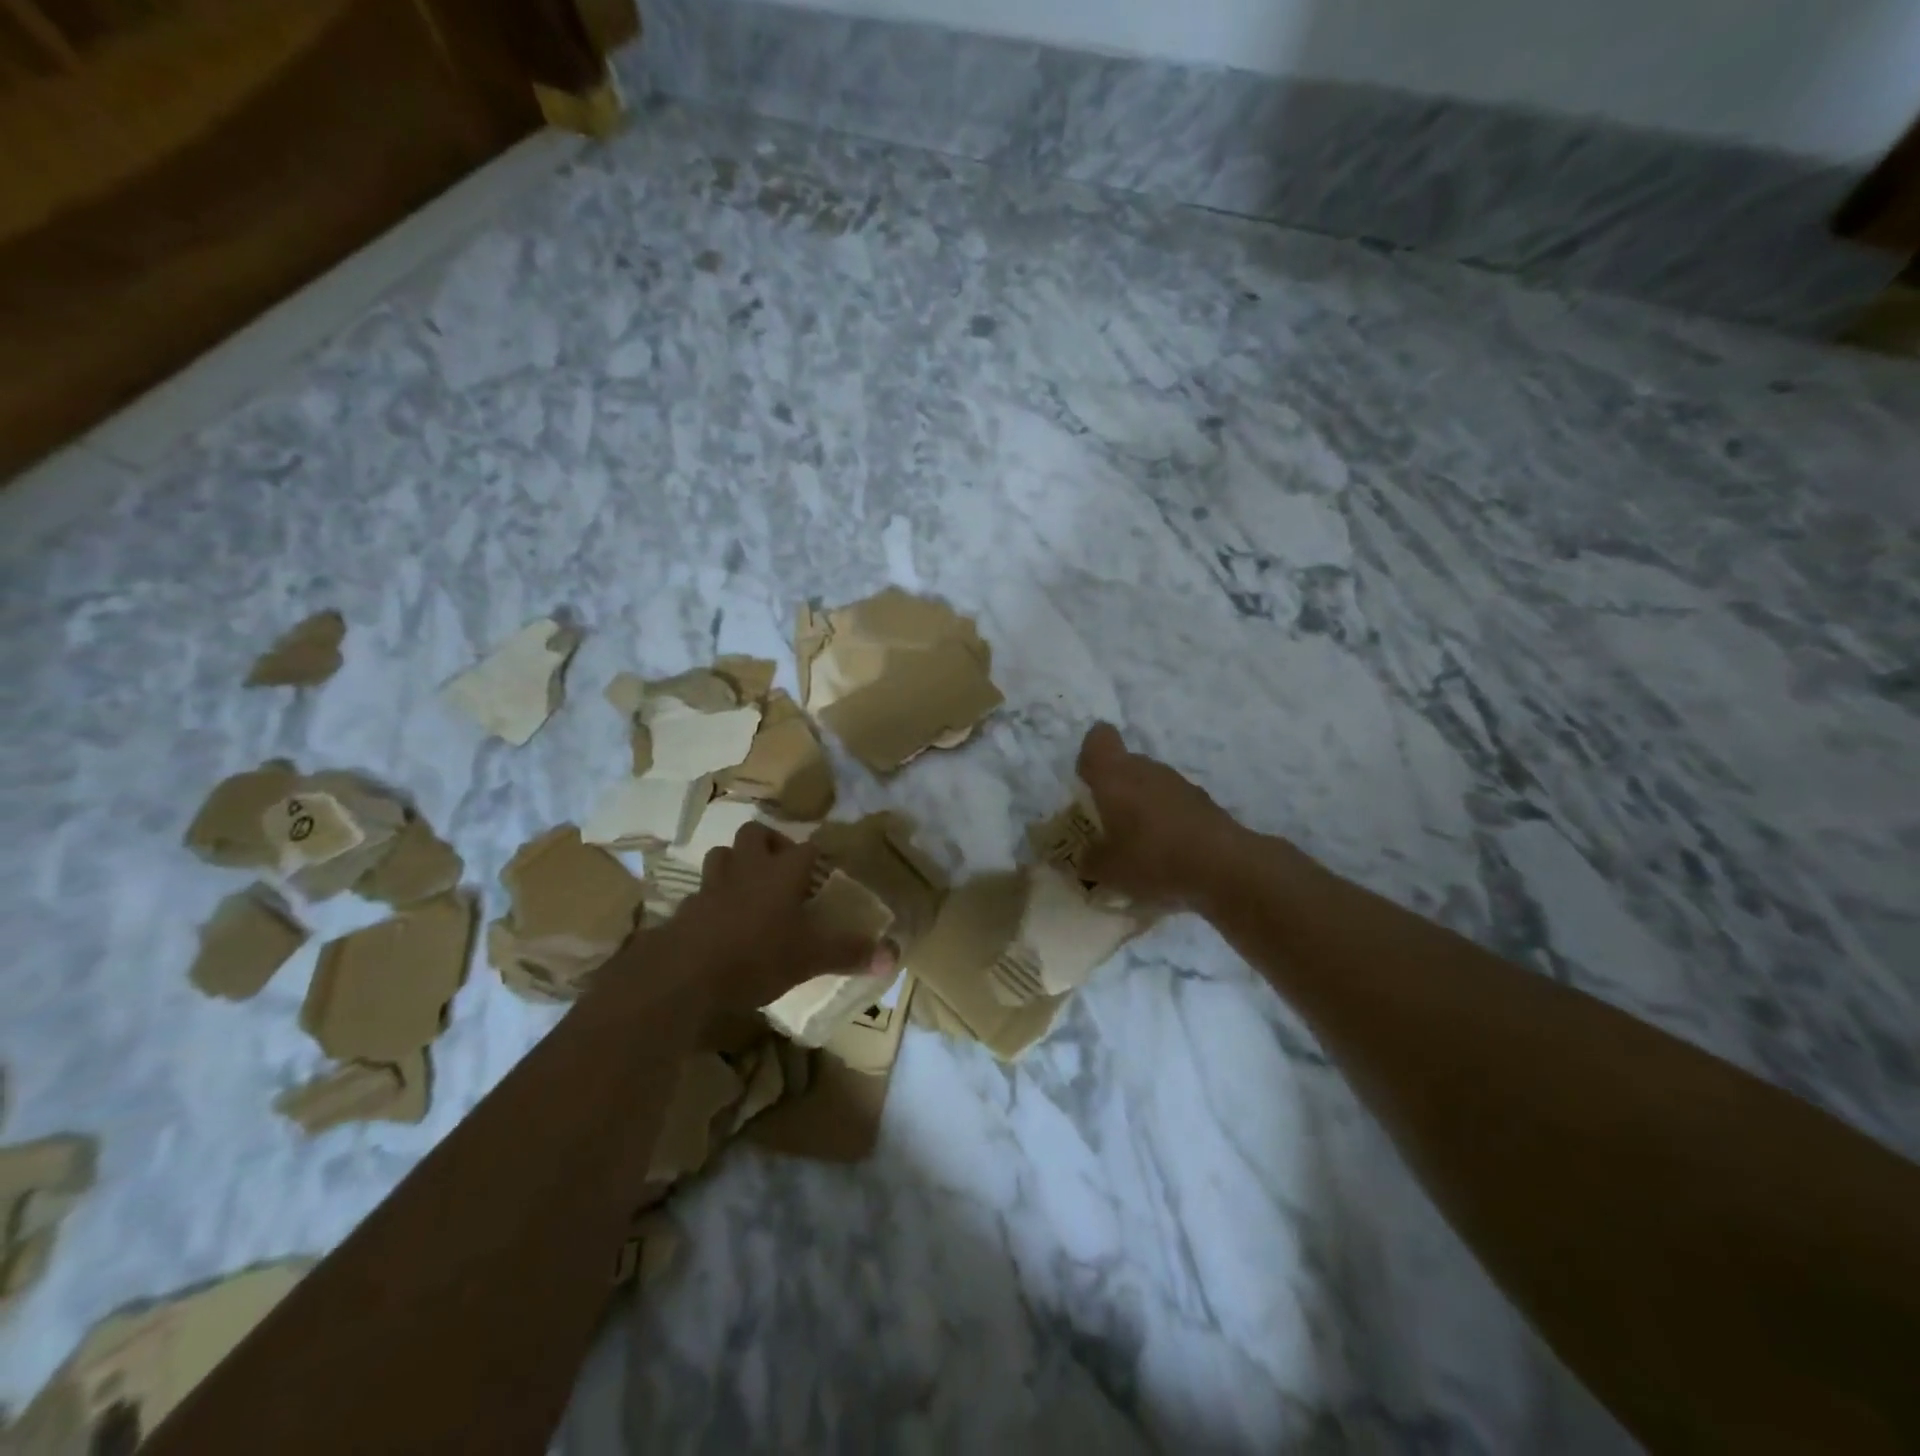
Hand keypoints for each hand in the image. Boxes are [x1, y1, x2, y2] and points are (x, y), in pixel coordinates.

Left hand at [666, 822, 890, 1011]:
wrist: (685, 974)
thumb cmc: (757, 956)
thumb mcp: (810, 958)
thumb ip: (849, 954)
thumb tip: (893, 956)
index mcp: (782, 872)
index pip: (808, 847)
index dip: (818, 855)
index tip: (827, 868)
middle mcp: (748, 867)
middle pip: (756, 833)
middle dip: (771, 843)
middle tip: (784, 869)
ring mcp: (714, 884)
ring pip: (723, 854)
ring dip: (737, 862)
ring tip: (751, 886)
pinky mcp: (688, 907)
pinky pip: (703, 890)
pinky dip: (714, 898)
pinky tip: (722, 919)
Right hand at [1076, 723, 1248, 909]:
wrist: (1223, 867)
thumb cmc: (1152, 858)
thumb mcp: (1108, 870)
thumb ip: (1089, 861)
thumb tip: (1085, 860)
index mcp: (1115, 775)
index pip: (1098, 738)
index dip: (1090, 755)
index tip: (1087, 781)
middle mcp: (1146, 769)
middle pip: (1125, 763)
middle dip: (1114, 788)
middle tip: (1107, 822)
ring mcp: (1179, 783)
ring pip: (1151, 784)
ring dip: (1142, 805)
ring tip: (1138, 843)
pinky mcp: (1204, 802)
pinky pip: (1174, 803)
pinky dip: (1166, 820)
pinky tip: (1167, 852)